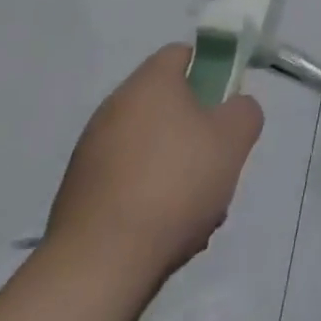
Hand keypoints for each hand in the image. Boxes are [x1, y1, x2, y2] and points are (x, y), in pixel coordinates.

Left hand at [46, 44, 264, 289]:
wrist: (98, 266)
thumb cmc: (174, 185)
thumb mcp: (233, 140)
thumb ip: (244, 111)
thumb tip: (234, 108)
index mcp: (149, 83)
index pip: (182, 54)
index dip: (210, 71)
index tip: (225, 104)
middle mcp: (114, 107)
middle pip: (166, 104)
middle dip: (194, 128)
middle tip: (215, 160)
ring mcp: (90, 152)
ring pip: (148, 145)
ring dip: (172, 166)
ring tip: (193, 207)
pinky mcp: (76, 194)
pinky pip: (125, 180)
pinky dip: (145, 196)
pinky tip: (161, 229)